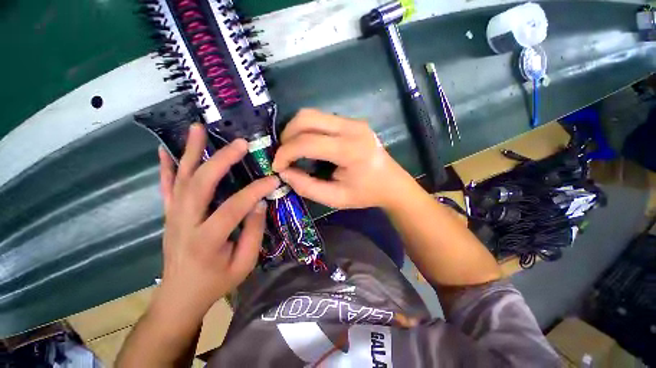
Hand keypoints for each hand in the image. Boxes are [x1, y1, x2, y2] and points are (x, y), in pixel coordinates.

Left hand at [155, 124, 278, 317]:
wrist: (179, 298)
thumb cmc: (215, 283)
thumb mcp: (244, 264)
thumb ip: (254, 232)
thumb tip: (260, 203)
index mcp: (206, 240)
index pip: (234, 207)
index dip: (256, 191)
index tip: (274, 179)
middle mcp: (185, 223)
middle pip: (201, 184)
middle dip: (221, 160)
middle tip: (239, 143)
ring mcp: (173, 217)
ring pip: (181, 179)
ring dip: (190, 152)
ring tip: (197, 128)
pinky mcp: (169, 215)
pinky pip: (166, 188)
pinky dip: (166, 167)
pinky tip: (166, 150)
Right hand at [272, 109, 415, 209]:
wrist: (392, 183)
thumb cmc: (366, 194)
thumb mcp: (335, 198)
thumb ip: (306, 187)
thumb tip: (284, 172)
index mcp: (350, 150)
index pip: (308, 142)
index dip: (285, 153)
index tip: (277, 166)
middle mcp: (352, 128)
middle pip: (306, 118)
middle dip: (287, 136)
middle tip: (284, 156)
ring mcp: (353, 121)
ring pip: (312, 114)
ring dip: (296, 130)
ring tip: (293, 150)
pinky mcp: (352, 121)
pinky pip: (321, 118)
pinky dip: (307, 129)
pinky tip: (309, 145)